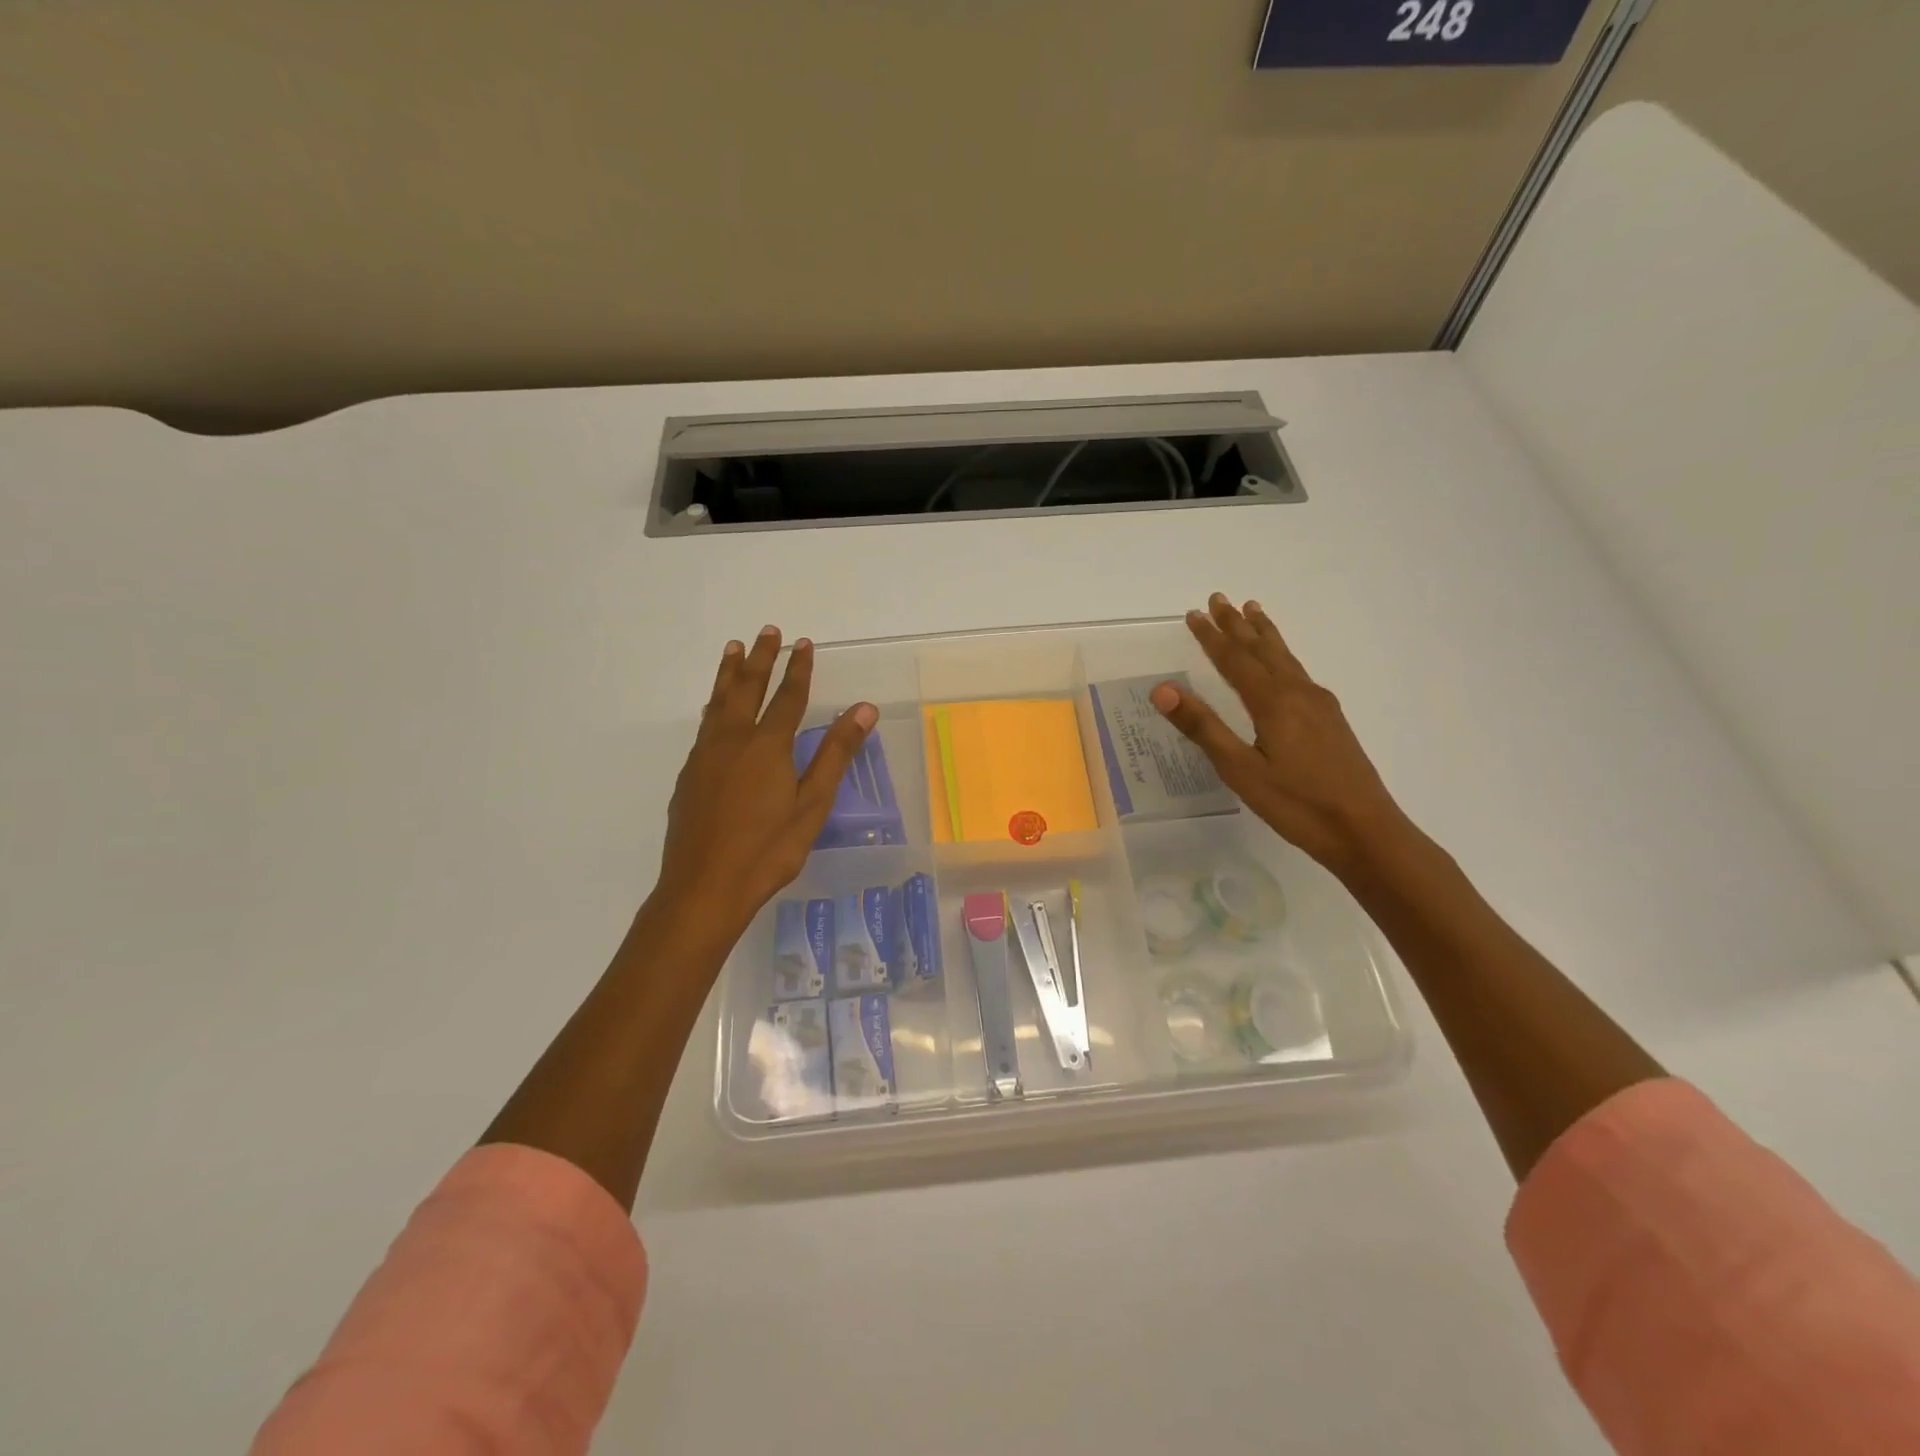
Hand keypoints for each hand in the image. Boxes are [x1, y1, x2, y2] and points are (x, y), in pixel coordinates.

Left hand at [652, 626, 876, 944]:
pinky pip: (705, 726)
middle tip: (767, 631)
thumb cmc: (768, 850)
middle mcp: (732, 741)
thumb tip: (863, 709)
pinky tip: (714, 709)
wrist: (704, 888)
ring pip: (718, 703)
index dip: (798, 669)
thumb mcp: (812, 805)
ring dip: (729, 673)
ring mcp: (705, 757)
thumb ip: (836, 754)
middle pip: (746, 688)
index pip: (787, 697)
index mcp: (767, 747)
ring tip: (733, 649)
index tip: (804, 643)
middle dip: (760, 658)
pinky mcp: (689, 776)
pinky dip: (714, 705)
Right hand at [1151, 594, 1406, 878]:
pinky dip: (1282, 656)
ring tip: (1254, 611)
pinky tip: (1285, 665)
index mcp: (1273, 702)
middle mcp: (1298, 693)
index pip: (1234, 660)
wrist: (1365, 831)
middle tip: (1220, 598)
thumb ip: (1202, 727)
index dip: (1212, 637)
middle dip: (1238, 625)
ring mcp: (1320, 706)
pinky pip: (1298, 673)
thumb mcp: (1240, 769)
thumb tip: (1162, 688)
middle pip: (1263, 650)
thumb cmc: (1297, 804)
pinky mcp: (1331, 721)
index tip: (1194, 614)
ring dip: (1265, 634)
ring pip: (1286, 658)